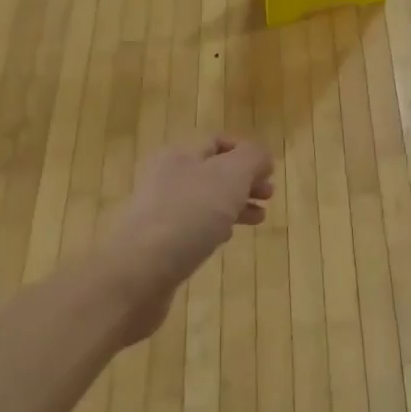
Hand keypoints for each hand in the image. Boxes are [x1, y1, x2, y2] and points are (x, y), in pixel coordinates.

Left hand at [99, 135, 273, 346]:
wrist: (140, 270)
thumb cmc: (189, 214)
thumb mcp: (230, 176)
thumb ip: (252, 158)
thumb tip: (262, 157)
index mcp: (179, 153)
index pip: (216, 140)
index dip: (245, 151)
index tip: (270, 170)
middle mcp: (166, 177)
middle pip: (212, 171)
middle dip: (244, 180)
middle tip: (269, 195)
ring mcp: (159, 210)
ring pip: (205, 199)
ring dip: (234, 205)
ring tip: (258, 218)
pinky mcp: (158, 241)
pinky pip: (192, 226)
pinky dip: (214, 227)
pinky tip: (226, 237)